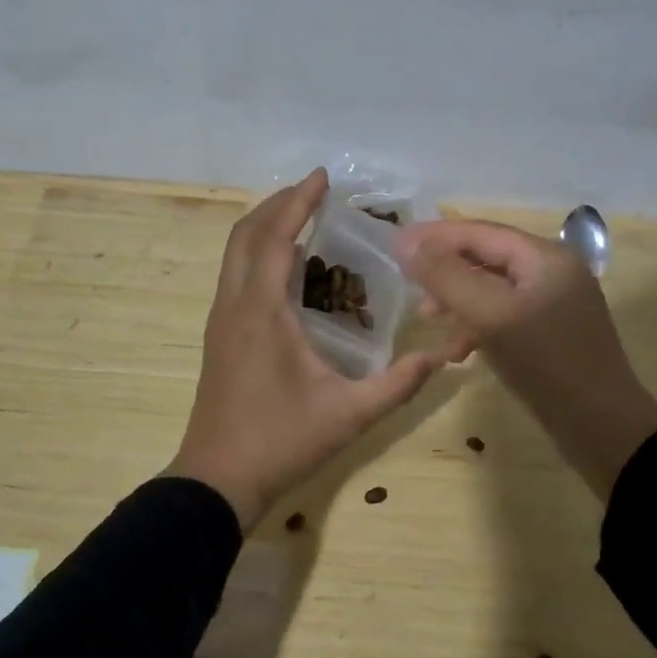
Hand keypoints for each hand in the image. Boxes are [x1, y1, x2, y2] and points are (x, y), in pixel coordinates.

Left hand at [167, 169, 440, 529]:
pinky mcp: (219, 333)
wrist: (217, 479)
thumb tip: (440, 357)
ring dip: (265, 225)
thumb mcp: (348, 415)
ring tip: (302, 215)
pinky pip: (235, 273)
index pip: (276, 238)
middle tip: (316, 191)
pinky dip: (257, 250)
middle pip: (246, 233)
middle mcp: (234, 304)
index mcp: (261, 312)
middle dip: (280, 204)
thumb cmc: (280, 442)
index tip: (323, 178)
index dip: (299, 202)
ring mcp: (221, 318)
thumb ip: (397, 385)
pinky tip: (287, 264)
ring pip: (235, 252)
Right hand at [393, 219, 656, 497]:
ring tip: (427, 321)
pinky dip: (477, 326)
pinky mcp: (550, 334)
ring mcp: (554, 304)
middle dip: (445, 271)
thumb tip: (406, 242)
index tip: (395, 243)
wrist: (604, 430)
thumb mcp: (491, 315)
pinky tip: (460, 351)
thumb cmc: (546, 363)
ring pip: (491, 289)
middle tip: (409, 287)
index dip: (435, 236)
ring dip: (457, 302)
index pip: (480, 232)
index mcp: (545, 257)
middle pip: (486, 257)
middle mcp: (552, 271)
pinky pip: (503, 316)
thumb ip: (447, 276)